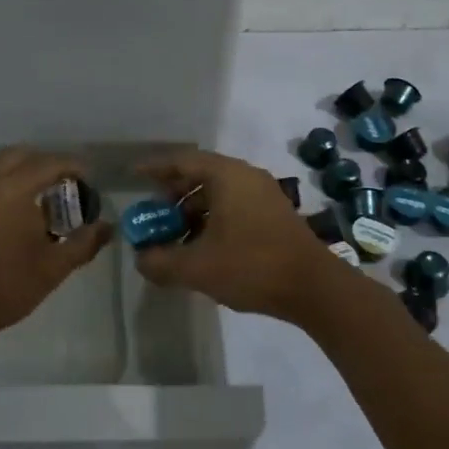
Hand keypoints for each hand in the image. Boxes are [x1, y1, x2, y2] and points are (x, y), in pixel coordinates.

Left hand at [0, 147, 114, 355]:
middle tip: (67, 185)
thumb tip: (108, 227)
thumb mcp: (52, 269)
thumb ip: (84, 243)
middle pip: (22, 155)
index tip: (90, 179)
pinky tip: (17, 211)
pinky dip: (5, 182)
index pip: (49, 163)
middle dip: (47, 163)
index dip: (74, 166)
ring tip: (44, 197)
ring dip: (24, 171)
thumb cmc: (4, 289)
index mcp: (11, 190)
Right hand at [132, 149, 346, 321]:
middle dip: (173, 194)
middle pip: (201, 175)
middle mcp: (246, 176)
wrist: (314, 287)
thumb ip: (162, 261)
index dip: (156, 168)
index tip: (134, 175)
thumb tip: (141, 258)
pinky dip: (213, 218)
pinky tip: (204, 246)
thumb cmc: (252, 266)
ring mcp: (264, 194)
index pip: (183, 161)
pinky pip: (234, 205)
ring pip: (219, 193)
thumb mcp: (198, 268)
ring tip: (175, 236)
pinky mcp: (275, 214)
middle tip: (153, 214)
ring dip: (193, 211)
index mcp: (227, 176)